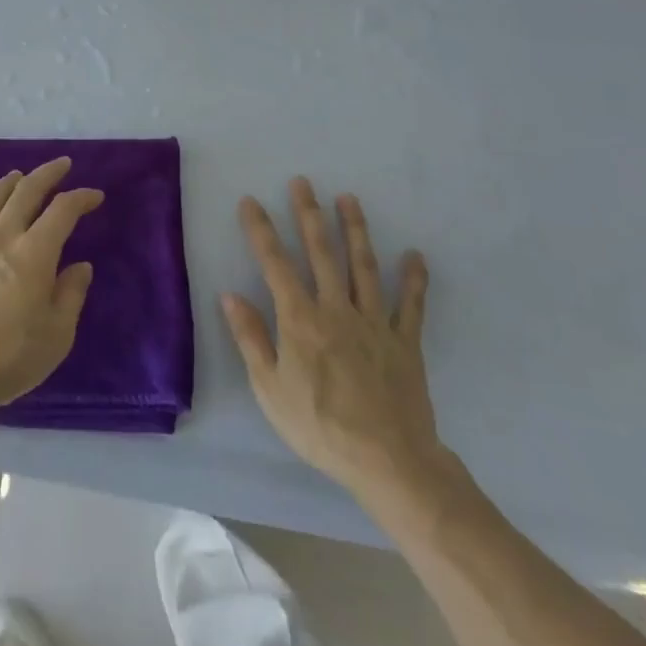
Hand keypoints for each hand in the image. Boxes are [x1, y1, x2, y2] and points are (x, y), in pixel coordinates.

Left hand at [0, 157, 103, 423]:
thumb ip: (71, 295)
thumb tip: (79, 266)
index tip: (95, 196)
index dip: (80, 198)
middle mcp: (2, 239)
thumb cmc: (9, 359)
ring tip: (18, 176)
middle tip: (61, 165)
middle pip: (25, 193)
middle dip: (46, 174)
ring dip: (8, 184)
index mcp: (34, 253)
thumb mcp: (57, 335)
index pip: (62, 211)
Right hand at [222, 178, 453, 522]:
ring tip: (349, 199)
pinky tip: (415, 255)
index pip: (275, 264)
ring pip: (363, 266)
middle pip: (321, 252)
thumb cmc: (320, 427)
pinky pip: (410, 306)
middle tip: (303, 182)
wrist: (388, 463)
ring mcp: (373, 322)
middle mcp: (336, 309)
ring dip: (355, 230)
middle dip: (309, 214)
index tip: (250, 201)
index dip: (261, 230)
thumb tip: (230, 295)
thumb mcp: (270, 389)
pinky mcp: (404, 342)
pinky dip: (413, 280)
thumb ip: (251, 338)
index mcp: (300, 319)